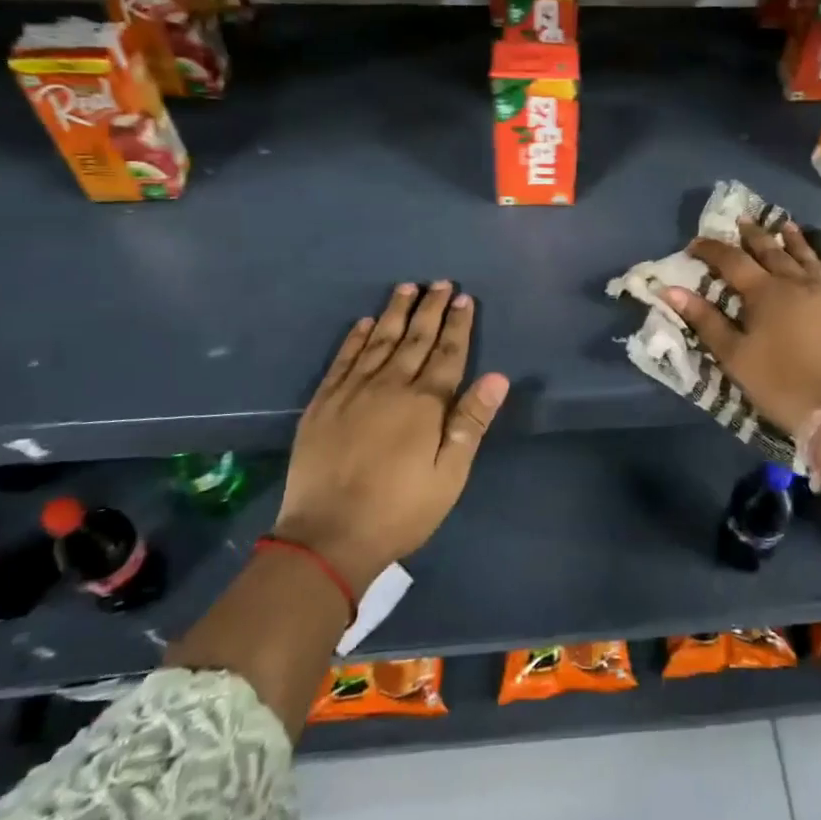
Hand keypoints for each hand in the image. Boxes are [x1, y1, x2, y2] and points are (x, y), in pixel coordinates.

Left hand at [276, 282, 507, 590]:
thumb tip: (497, 377)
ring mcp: (352, 391)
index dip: (458, 325)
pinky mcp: (323, 403)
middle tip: (441, 283)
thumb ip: (471, 422)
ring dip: (395, 312)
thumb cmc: (400, 510)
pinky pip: (342, 359)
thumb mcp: (449, 474)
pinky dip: (354, 338)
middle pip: (415, 339)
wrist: (327, 536)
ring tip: (406, 288)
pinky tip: (363, 323)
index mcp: (425, 403)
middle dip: (431, 309)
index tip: (464, 299)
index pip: (448, 354)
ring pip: (378, 340)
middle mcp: (389, 386)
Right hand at [661, 219, 820, 437]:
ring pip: (808, 257)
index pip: (732, 261)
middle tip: (743, 221)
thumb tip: (671, 291)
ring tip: (785, 225)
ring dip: (794, 240)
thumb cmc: (780, 383)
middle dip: (754, 236)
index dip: (712, 250)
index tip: (695, 244)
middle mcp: (797, 283)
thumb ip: (705, 320)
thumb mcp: (734, 356)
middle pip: (772, 252)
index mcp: (765, 293)